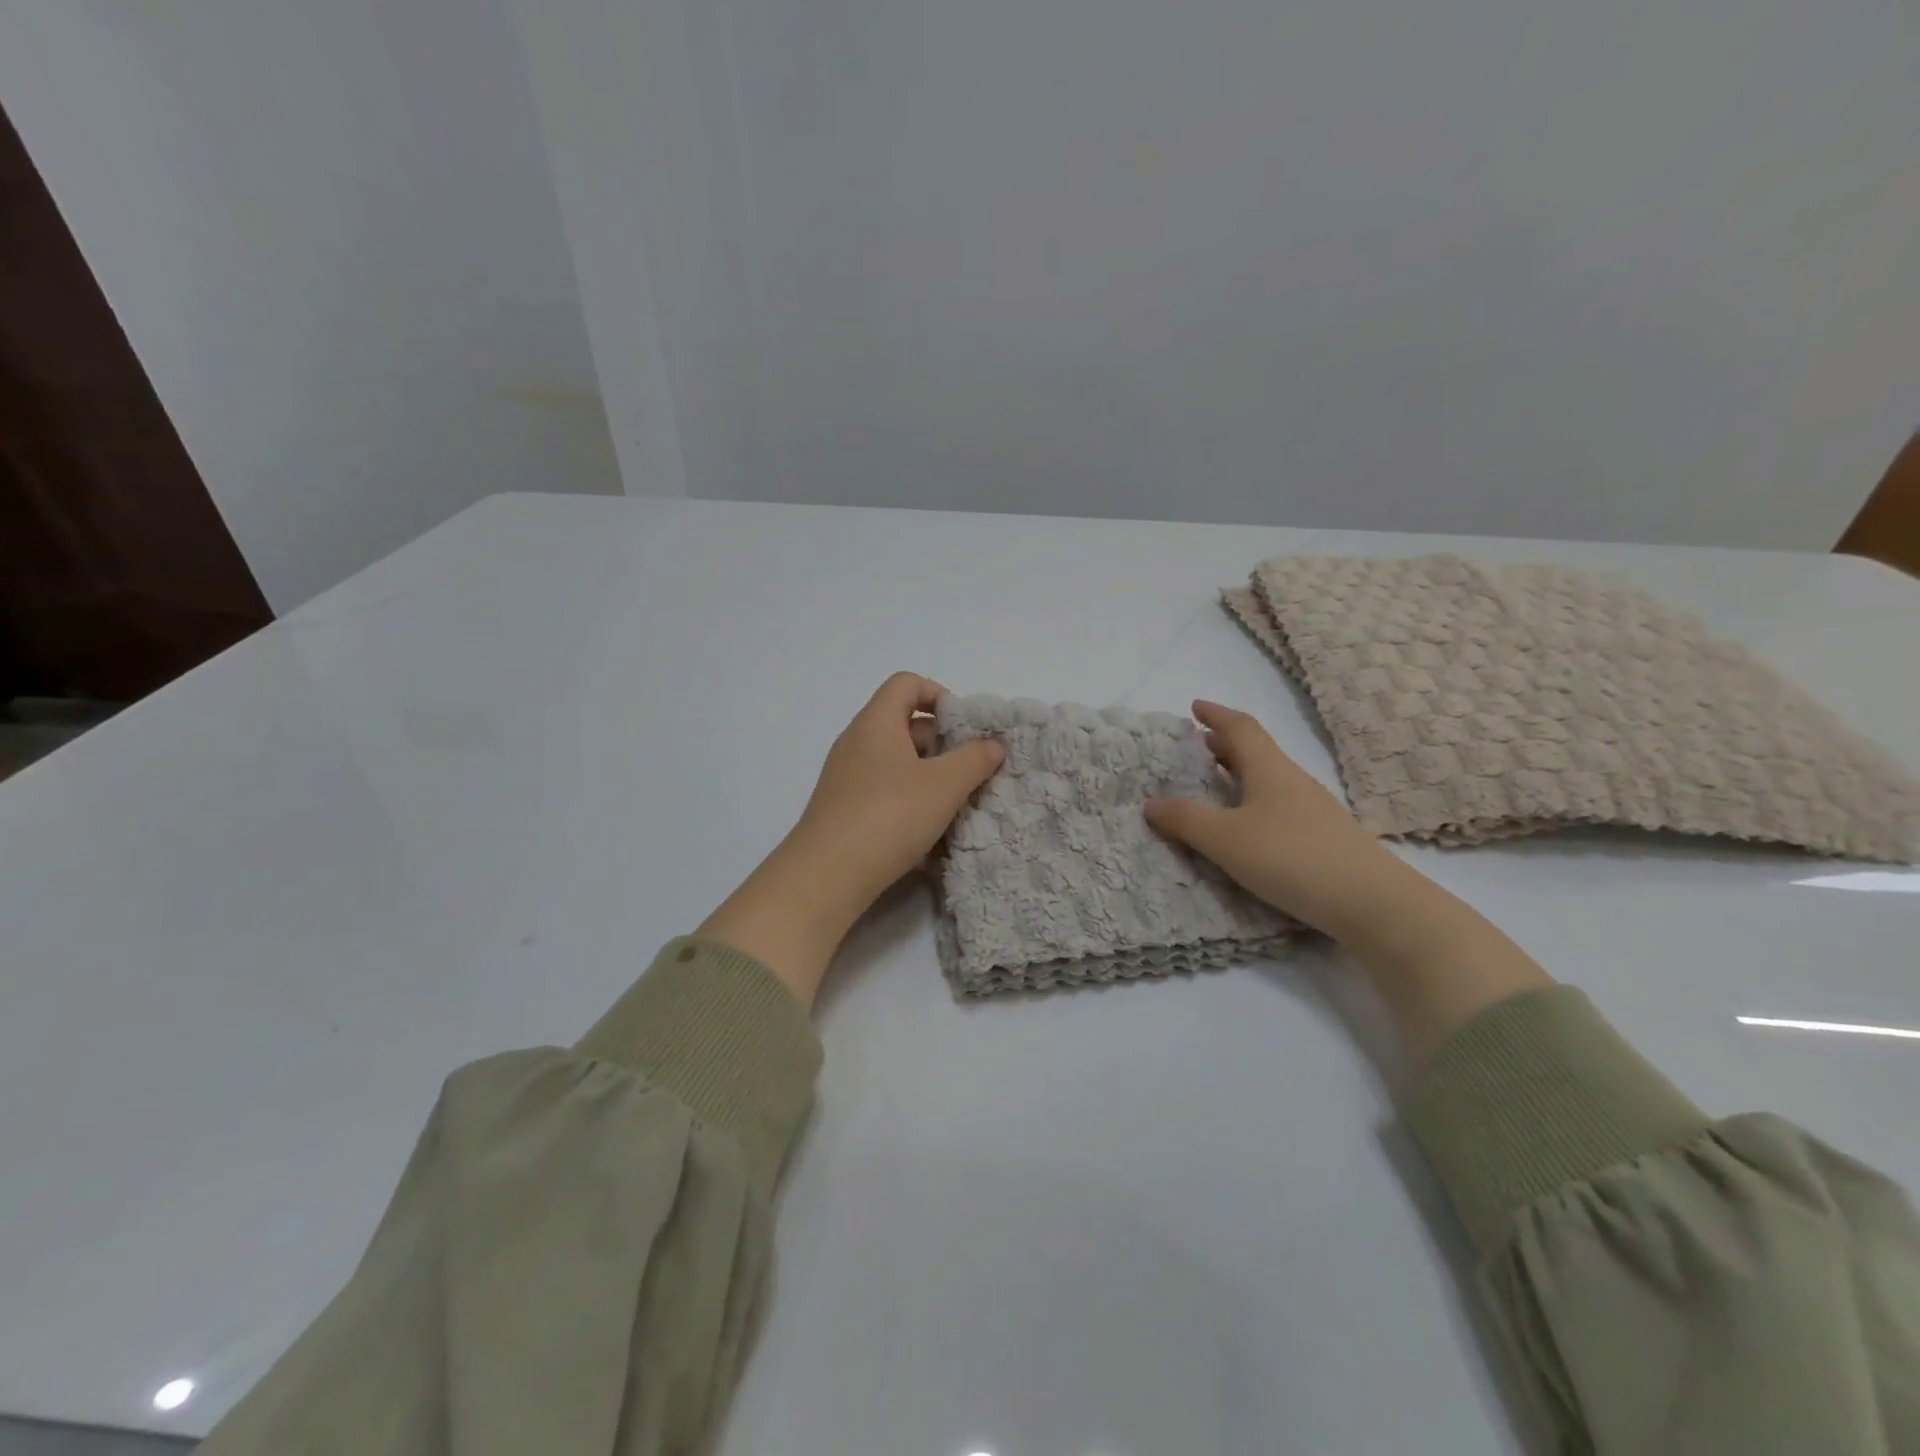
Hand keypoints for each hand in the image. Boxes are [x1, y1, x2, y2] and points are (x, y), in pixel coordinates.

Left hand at [697, 674, 1004, 1007]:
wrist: (827, 876)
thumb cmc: (889, 815)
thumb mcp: (944, 785)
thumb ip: (975, 759)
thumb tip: (993, 745)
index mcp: (877, 723)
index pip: (907, 684)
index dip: (940, 695)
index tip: (965, 728)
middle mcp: (858, 743)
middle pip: (906, 725)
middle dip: (943, 745)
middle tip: (971, 772)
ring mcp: (848, 779)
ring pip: (899, 765)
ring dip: (931, 780)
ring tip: (957, 807)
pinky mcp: (846, 811)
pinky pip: (886, 794)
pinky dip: (911, 805)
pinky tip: (931, 836)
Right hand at [1146, 700, 1552, 1060]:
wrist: (1370, 902)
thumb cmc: (1290, 858)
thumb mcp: (1225, 839)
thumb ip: (1185, 820)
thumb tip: (1151, 802)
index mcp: (1269, 770)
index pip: (1241, 728)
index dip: (1216, 715)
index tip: (1194, 707)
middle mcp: (1293, 782)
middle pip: (1257, 751)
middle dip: (1225, 744)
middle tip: (1198, 745)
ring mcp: (1313, 810)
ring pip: (1270, 779)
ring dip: (1240, 773)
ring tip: (1216, 783)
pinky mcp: (1324, 838)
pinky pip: (1280, 805)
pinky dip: (1254, 801)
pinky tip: (1248, 825)